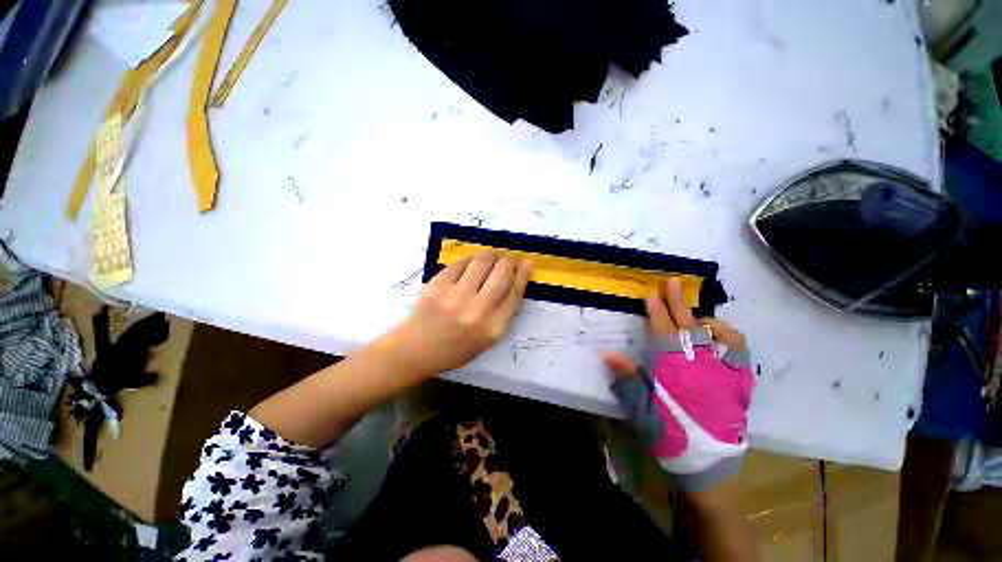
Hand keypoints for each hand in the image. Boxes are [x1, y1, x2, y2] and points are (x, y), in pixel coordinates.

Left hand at [385, 252, 531, 377]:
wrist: (415, 350)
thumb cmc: (454, 349)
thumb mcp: (487, 340)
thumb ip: (502, 314)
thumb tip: (514, 283)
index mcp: (493, 327)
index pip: (515, 292)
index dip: (523, 274)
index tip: (527, 263)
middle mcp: (477, 310)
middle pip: (502, 272)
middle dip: (509, 260)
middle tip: (508, 259)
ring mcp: (456, 295)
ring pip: (482, 261)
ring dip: (491, 255)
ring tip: (492, 257)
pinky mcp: (438, 285)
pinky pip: (460, 263)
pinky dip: (469, 260)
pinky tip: (470, 264)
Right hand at [602, 277, 753, 491]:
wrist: (707, 463)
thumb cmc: (669, 433)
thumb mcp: (641, 407)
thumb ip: (627, 377)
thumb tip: (607, 354)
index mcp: (676, 369)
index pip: (665, 331)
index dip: (656, 310)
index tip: (650, 293)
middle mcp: (703, 365)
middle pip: (690, 325)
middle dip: (678, 302)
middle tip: (672, 282)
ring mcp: (726, 373)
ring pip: (724, 335)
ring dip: (708, 321)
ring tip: (697, 318)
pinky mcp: (740, 383)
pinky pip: (740, 352)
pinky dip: (728, 338)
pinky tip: (719, 339)